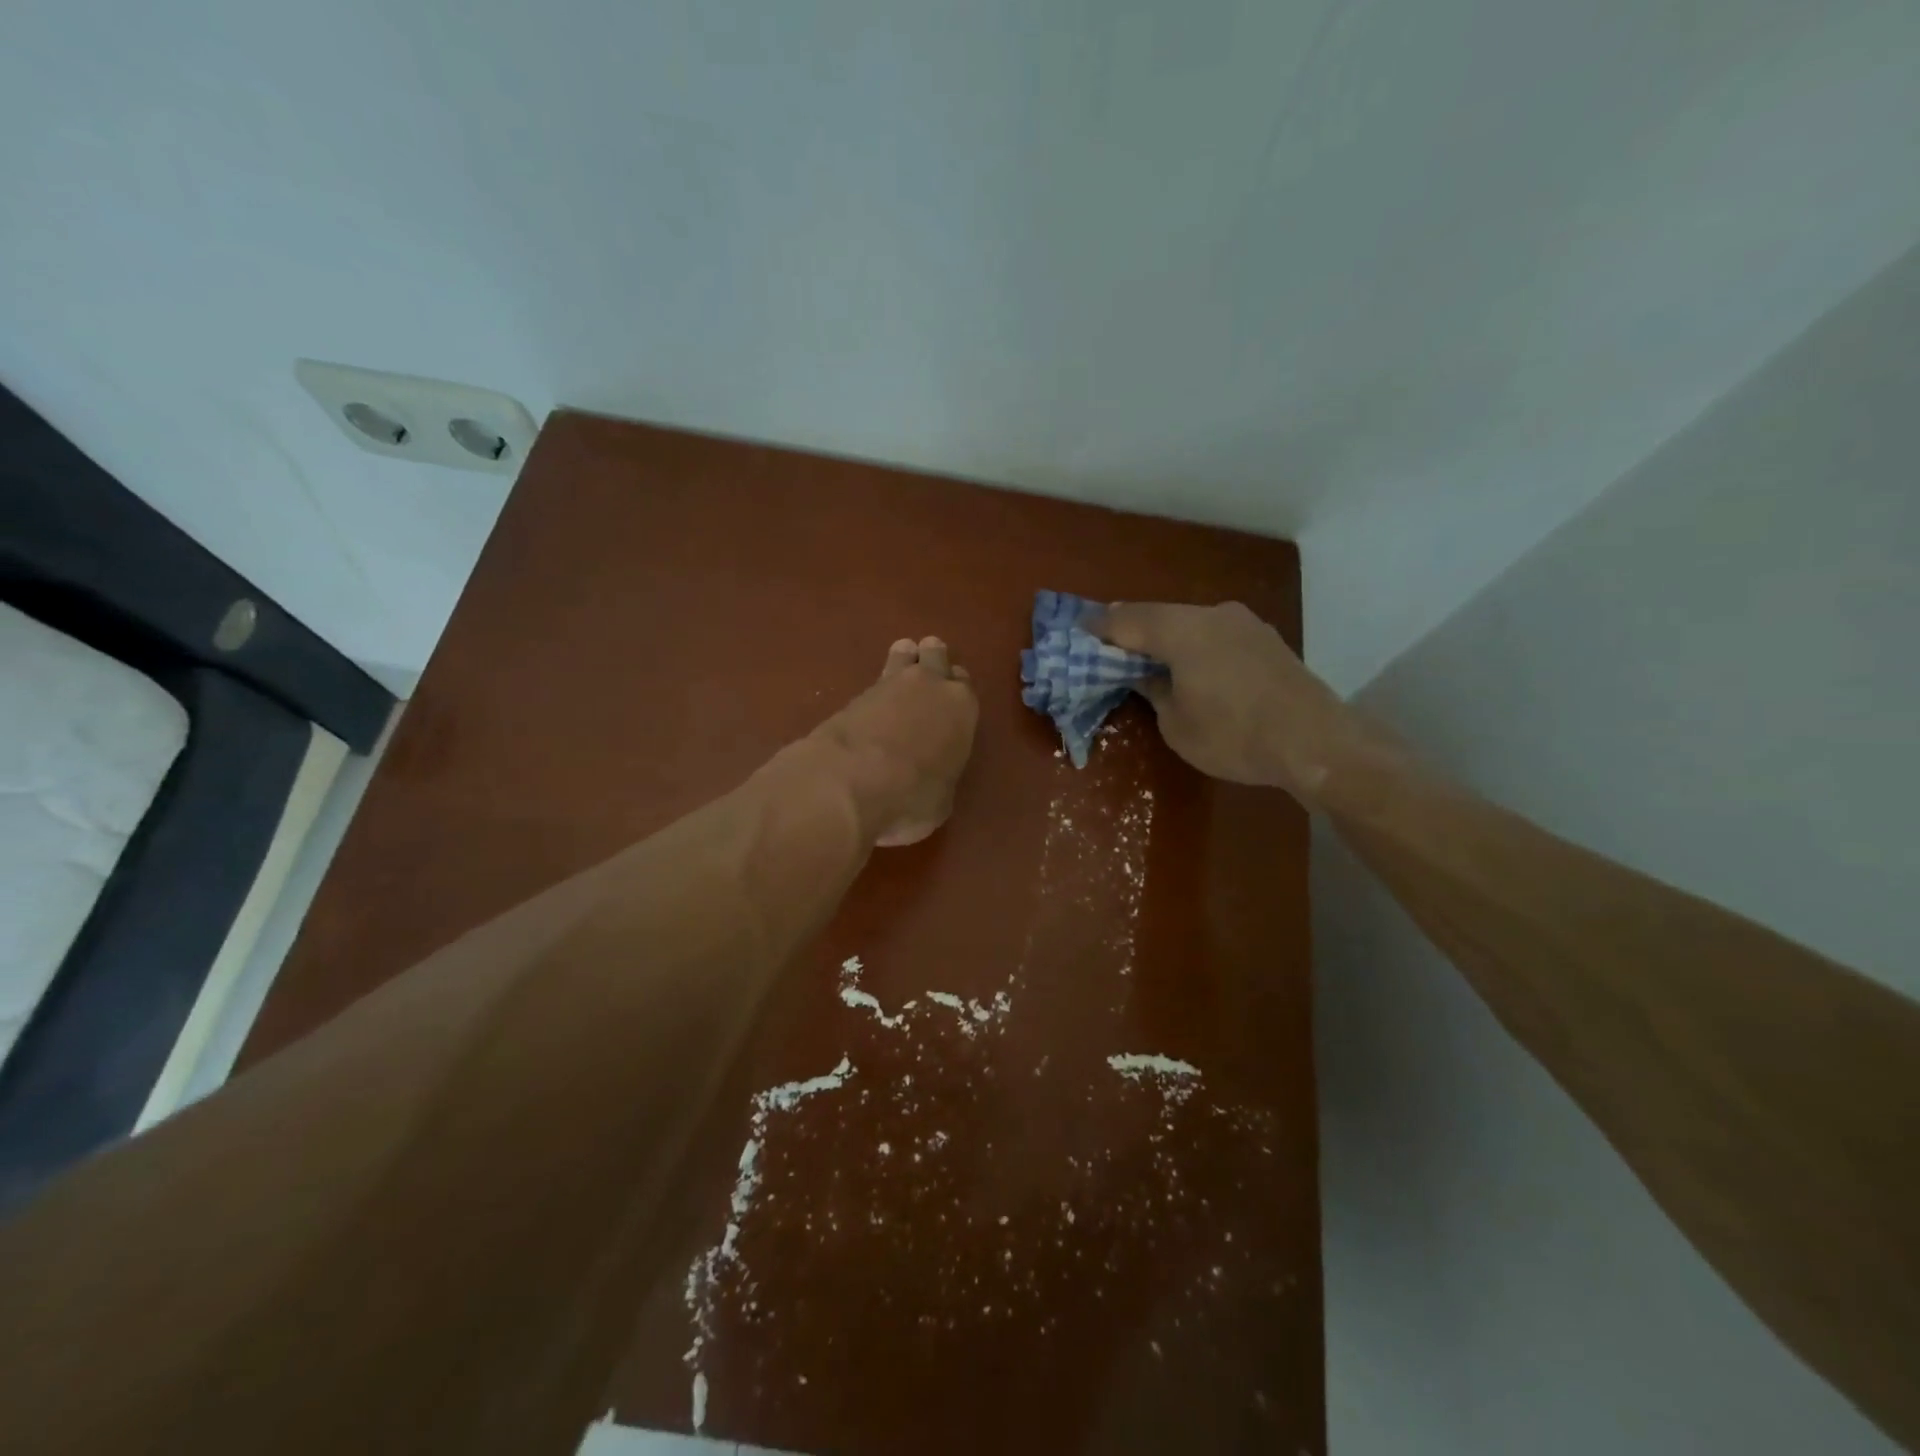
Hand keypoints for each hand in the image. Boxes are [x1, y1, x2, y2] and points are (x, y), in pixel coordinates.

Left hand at [807, 636, 978, 846]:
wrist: (852, 781)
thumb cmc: (912, 795)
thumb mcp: (940, 800)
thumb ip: (941, 778)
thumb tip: (931, 782)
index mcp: (961, 707)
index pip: (965, 683)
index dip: (957, 690)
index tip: (950, 702)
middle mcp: (930, 685)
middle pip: (935, 653)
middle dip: (932, 660)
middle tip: (926, 678)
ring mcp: (890, 683)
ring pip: (904, 653)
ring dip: (904, 660)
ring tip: (899, 674)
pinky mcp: (855, 692)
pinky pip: (875, 679)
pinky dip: (876, 689)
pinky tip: (873, 702)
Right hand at [1091, 601, 1376, 803]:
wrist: (1316, 743)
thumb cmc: (1234, 736)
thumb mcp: (1177, 724)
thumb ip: (1154, 691)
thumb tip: (1146, 676)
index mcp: (1182, 630)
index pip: (1126, 620)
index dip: (1098, 627)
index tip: (1076, 632)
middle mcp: (1212, 615)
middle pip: (1158, 615)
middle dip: (1130, 629)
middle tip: (1106, 645)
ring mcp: (1244, 623)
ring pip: (1188, 621)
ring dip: (1163, 636)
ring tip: (1145, 656)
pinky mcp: (1264, 639)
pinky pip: (1213, 633)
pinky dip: (1192, 643)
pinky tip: (1188, 663)